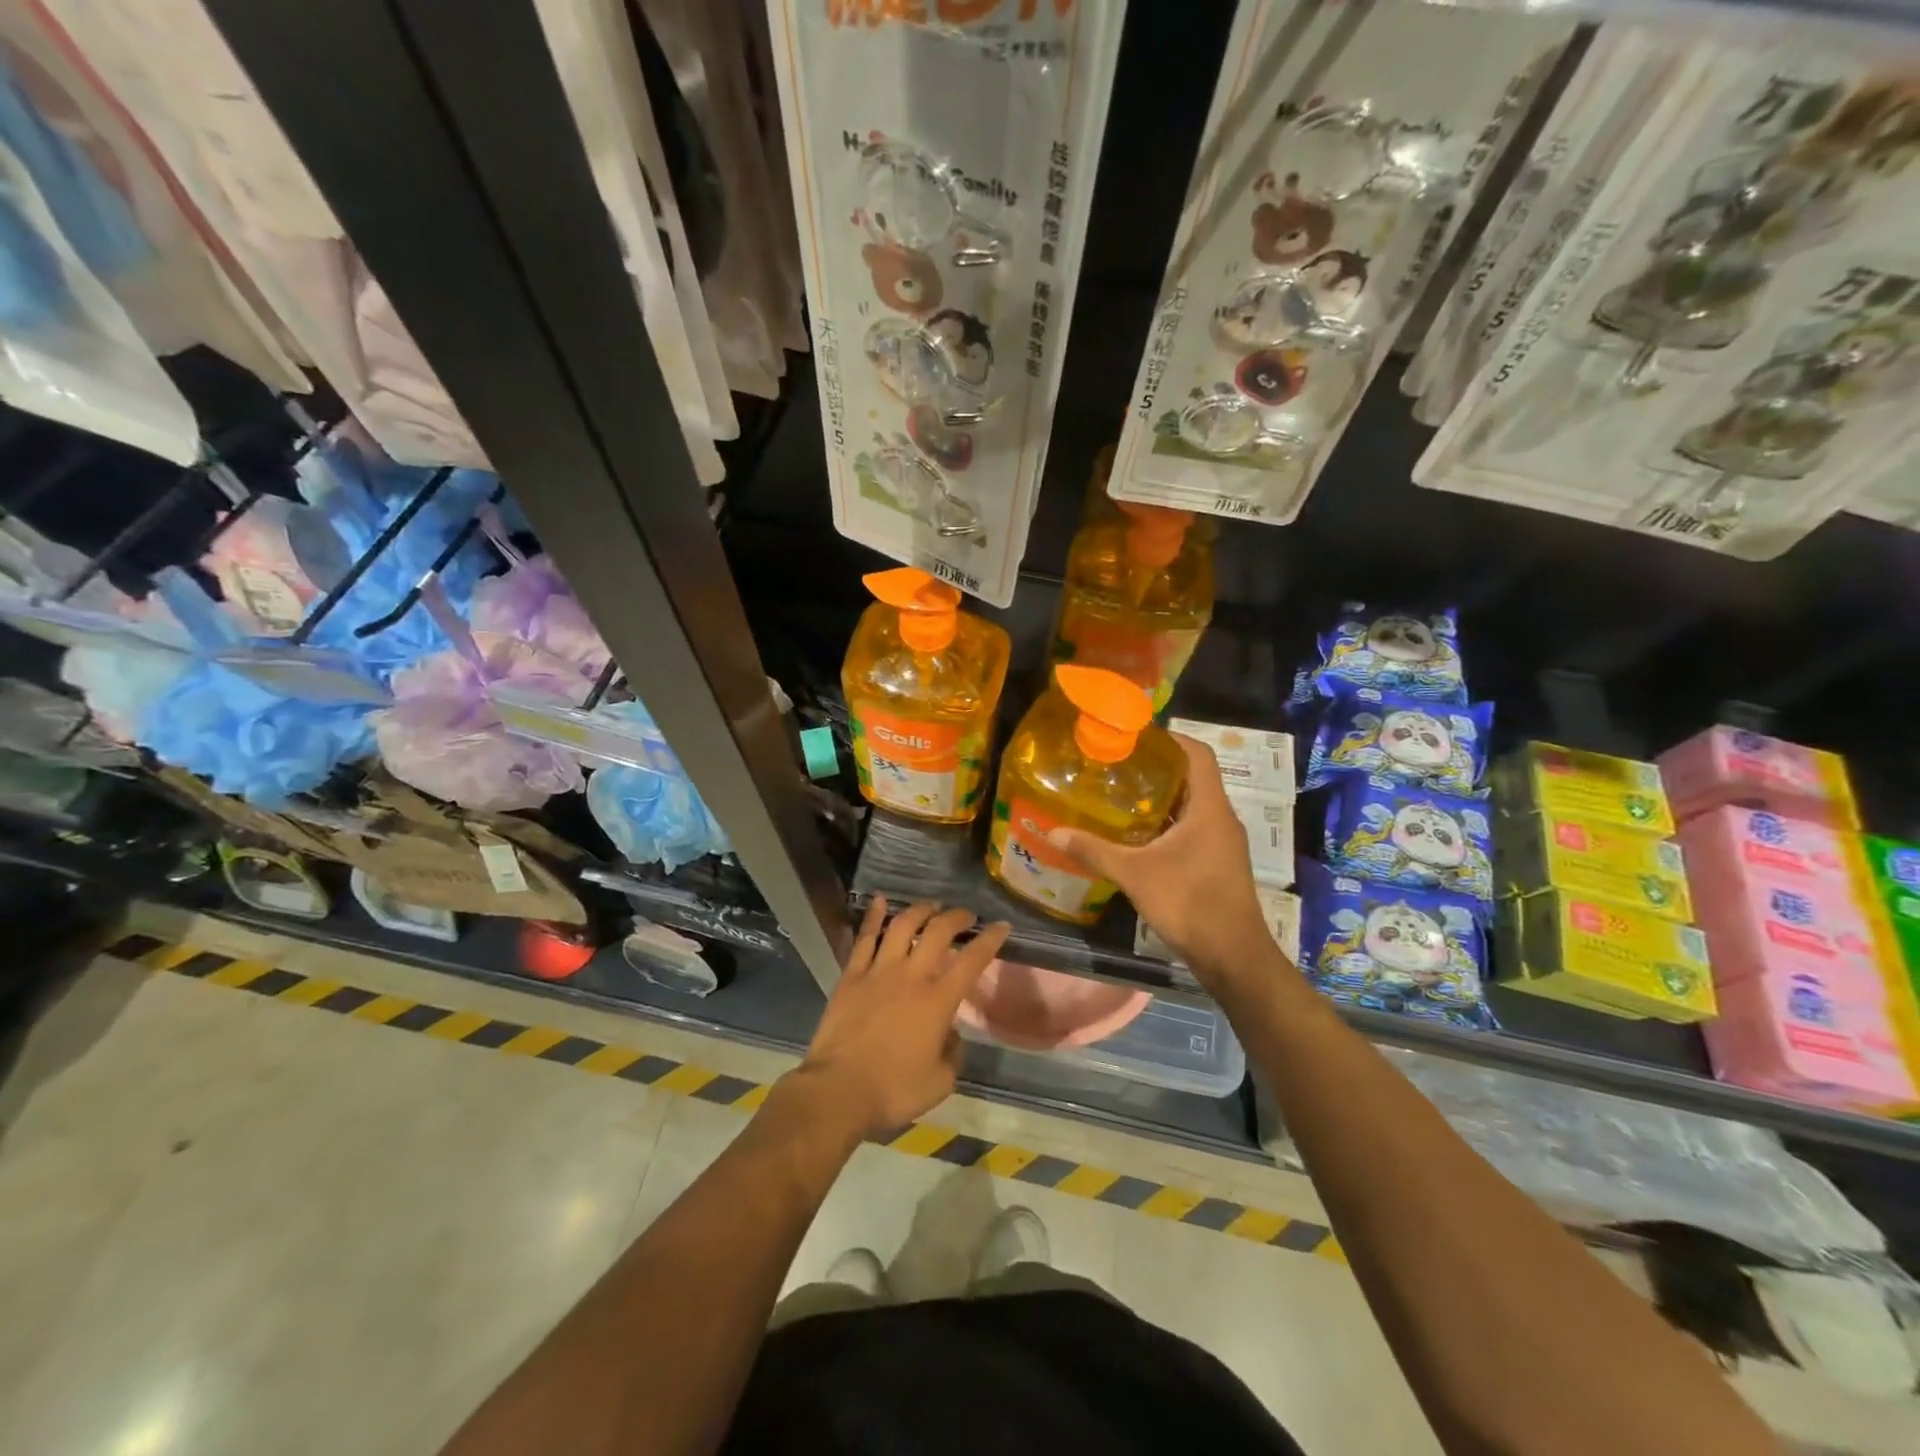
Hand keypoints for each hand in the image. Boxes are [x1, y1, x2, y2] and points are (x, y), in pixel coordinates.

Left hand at [794, 898, 1009, 1138]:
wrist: (837, 1091)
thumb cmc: (893, 1090)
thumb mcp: (940, 1082)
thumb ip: (953, 1053)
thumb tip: (950, 1033)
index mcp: (938, 1001)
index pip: (972, 960)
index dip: (990, 940)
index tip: (1001, 926)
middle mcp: (911, 976)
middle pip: (938, 932)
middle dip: (956, 917)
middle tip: (966, 915)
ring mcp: (878, 971)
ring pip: (902, 926)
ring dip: (920, 910)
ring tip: (931, 906)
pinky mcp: (851, 976)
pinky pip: (865, 938)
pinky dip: (874, 917)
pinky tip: (880, 901)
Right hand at [1047, 734, 1277, 993]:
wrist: (1232, 957)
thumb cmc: (1189, 903)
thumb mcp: (1135, 874)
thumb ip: (1094, 850)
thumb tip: (1052, 833)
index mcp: (1209, 808)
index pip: (1199, 754)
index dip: (1172, 738)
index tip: (1138, 735)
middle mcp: (1222, 818)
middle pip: (1194, 778)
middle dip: (1159, 768)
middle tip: (1120, 764)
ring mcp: (1224, 843)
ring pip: (1193, 806)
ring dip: (1163, 798)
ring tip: (1122, 795)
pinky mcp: (1219, 864)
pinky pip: (1194, 830)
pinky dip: (1169, 824)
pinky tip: (1139, 836)